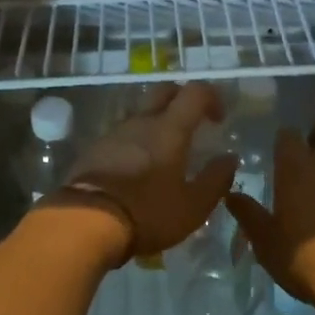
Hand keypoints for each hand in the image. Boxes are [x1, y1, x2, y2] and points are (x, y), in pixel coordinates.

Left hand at [44, 82, 236, 263]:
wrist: (84, 222)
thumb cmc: (147, 212)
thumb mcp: (193, 206)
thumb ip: (216, 180)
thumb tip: (229, 158)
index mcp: (169, 128)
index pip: (194, 92)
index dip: (211, 97)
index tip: (219, 119)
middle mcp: (141, 122)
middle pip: (163, 92)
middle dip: (182, 99)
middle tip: (192, 124)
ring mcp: (113, 134)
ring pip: (140, 114)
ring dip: (156, 123)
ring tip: (164, 153)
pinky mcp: (93, 150)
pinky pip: (121, 136)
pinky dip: (135, 143)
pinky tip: (137, 170)